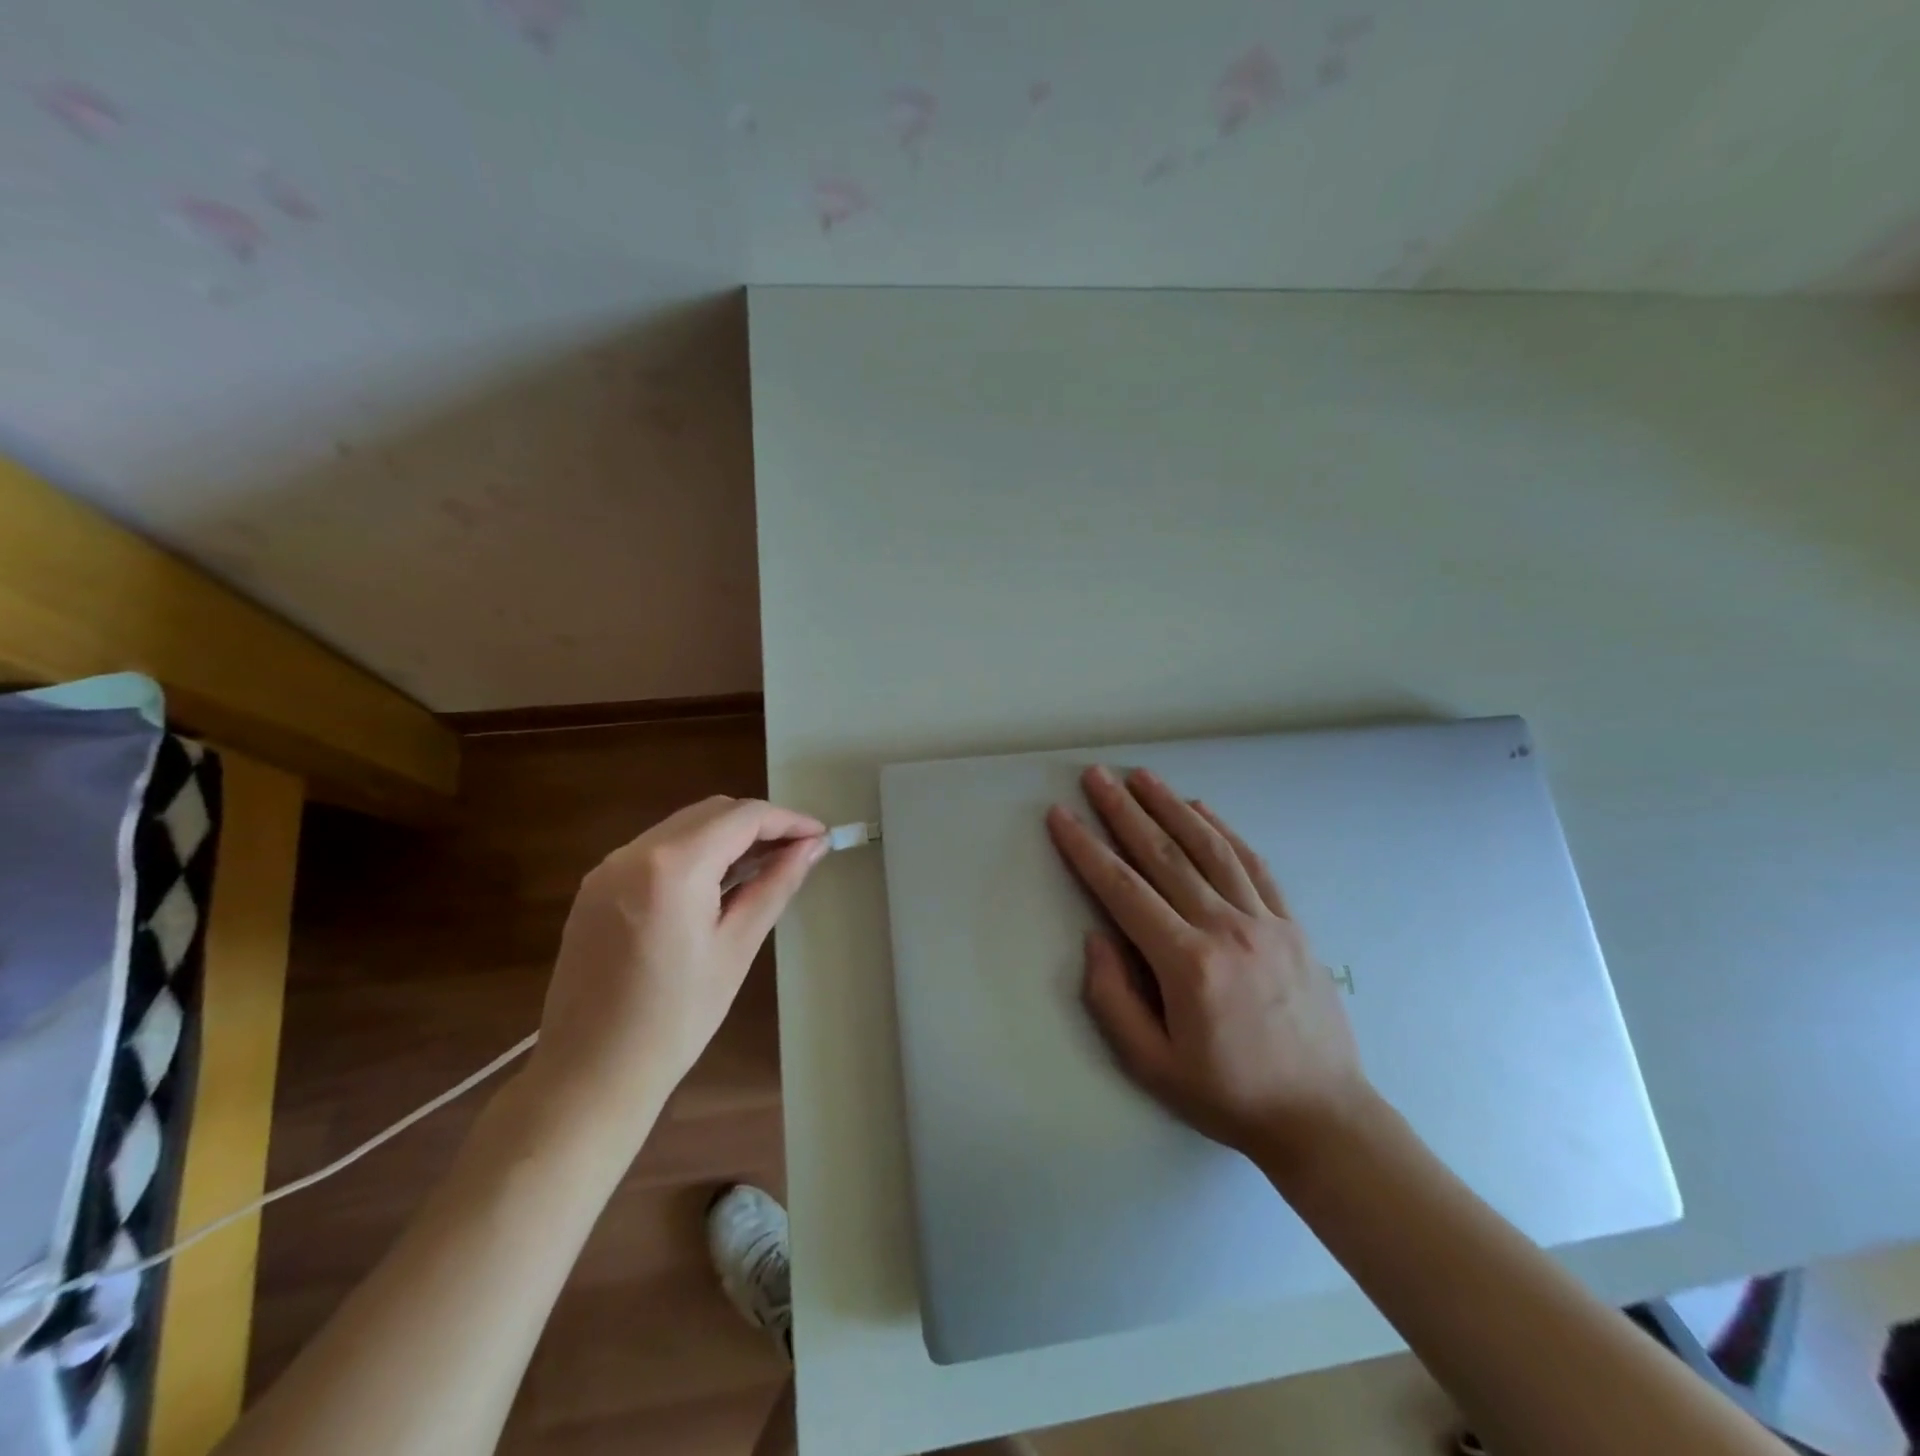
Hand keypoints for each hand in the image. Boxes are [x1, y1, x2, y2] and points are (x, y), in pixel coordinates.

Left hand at [531, 796, 826, 1126]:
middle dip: (759, 824)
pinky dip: (695, 853)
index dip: (788, 820)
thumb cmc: (676, 1019)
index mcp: (672, 866)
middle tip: (798, 852)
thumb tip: (812, 847)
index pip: (742, 817)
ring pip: (682, 827)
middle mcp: (633, 852)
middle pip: (710, 812)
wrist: (589, 1076)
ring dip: (726, 837)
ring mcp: (607, 869)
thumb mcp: (736, 948)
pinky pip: (656, 850)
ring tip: (765, 866)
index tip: (820, 836)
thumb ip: (775, 885)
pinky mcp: (595, 889)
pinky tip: (717, 884)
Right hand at [1046, 766, 1373, 1171]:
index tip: (1061, 815)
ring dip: (1171, 806)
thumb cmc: (1227, 1095)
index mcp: (1187, 964)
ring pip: (1209, 848)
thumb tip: (1096, 937)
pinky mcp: (1291, 924)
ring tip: (1142, 776)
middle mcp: (1226, 929)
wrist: (1322, 1117)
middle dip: (1124, 811)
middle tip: (1096, 776)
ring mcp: (1264, 921)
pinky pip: (1252, 864)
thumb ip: (1112, 999)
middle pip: (1164, 855)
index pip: (1123, 890)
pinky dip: (1223, 830)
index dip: (1086, 849)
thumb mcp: (1152, 1064)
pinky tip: (1200, 809)